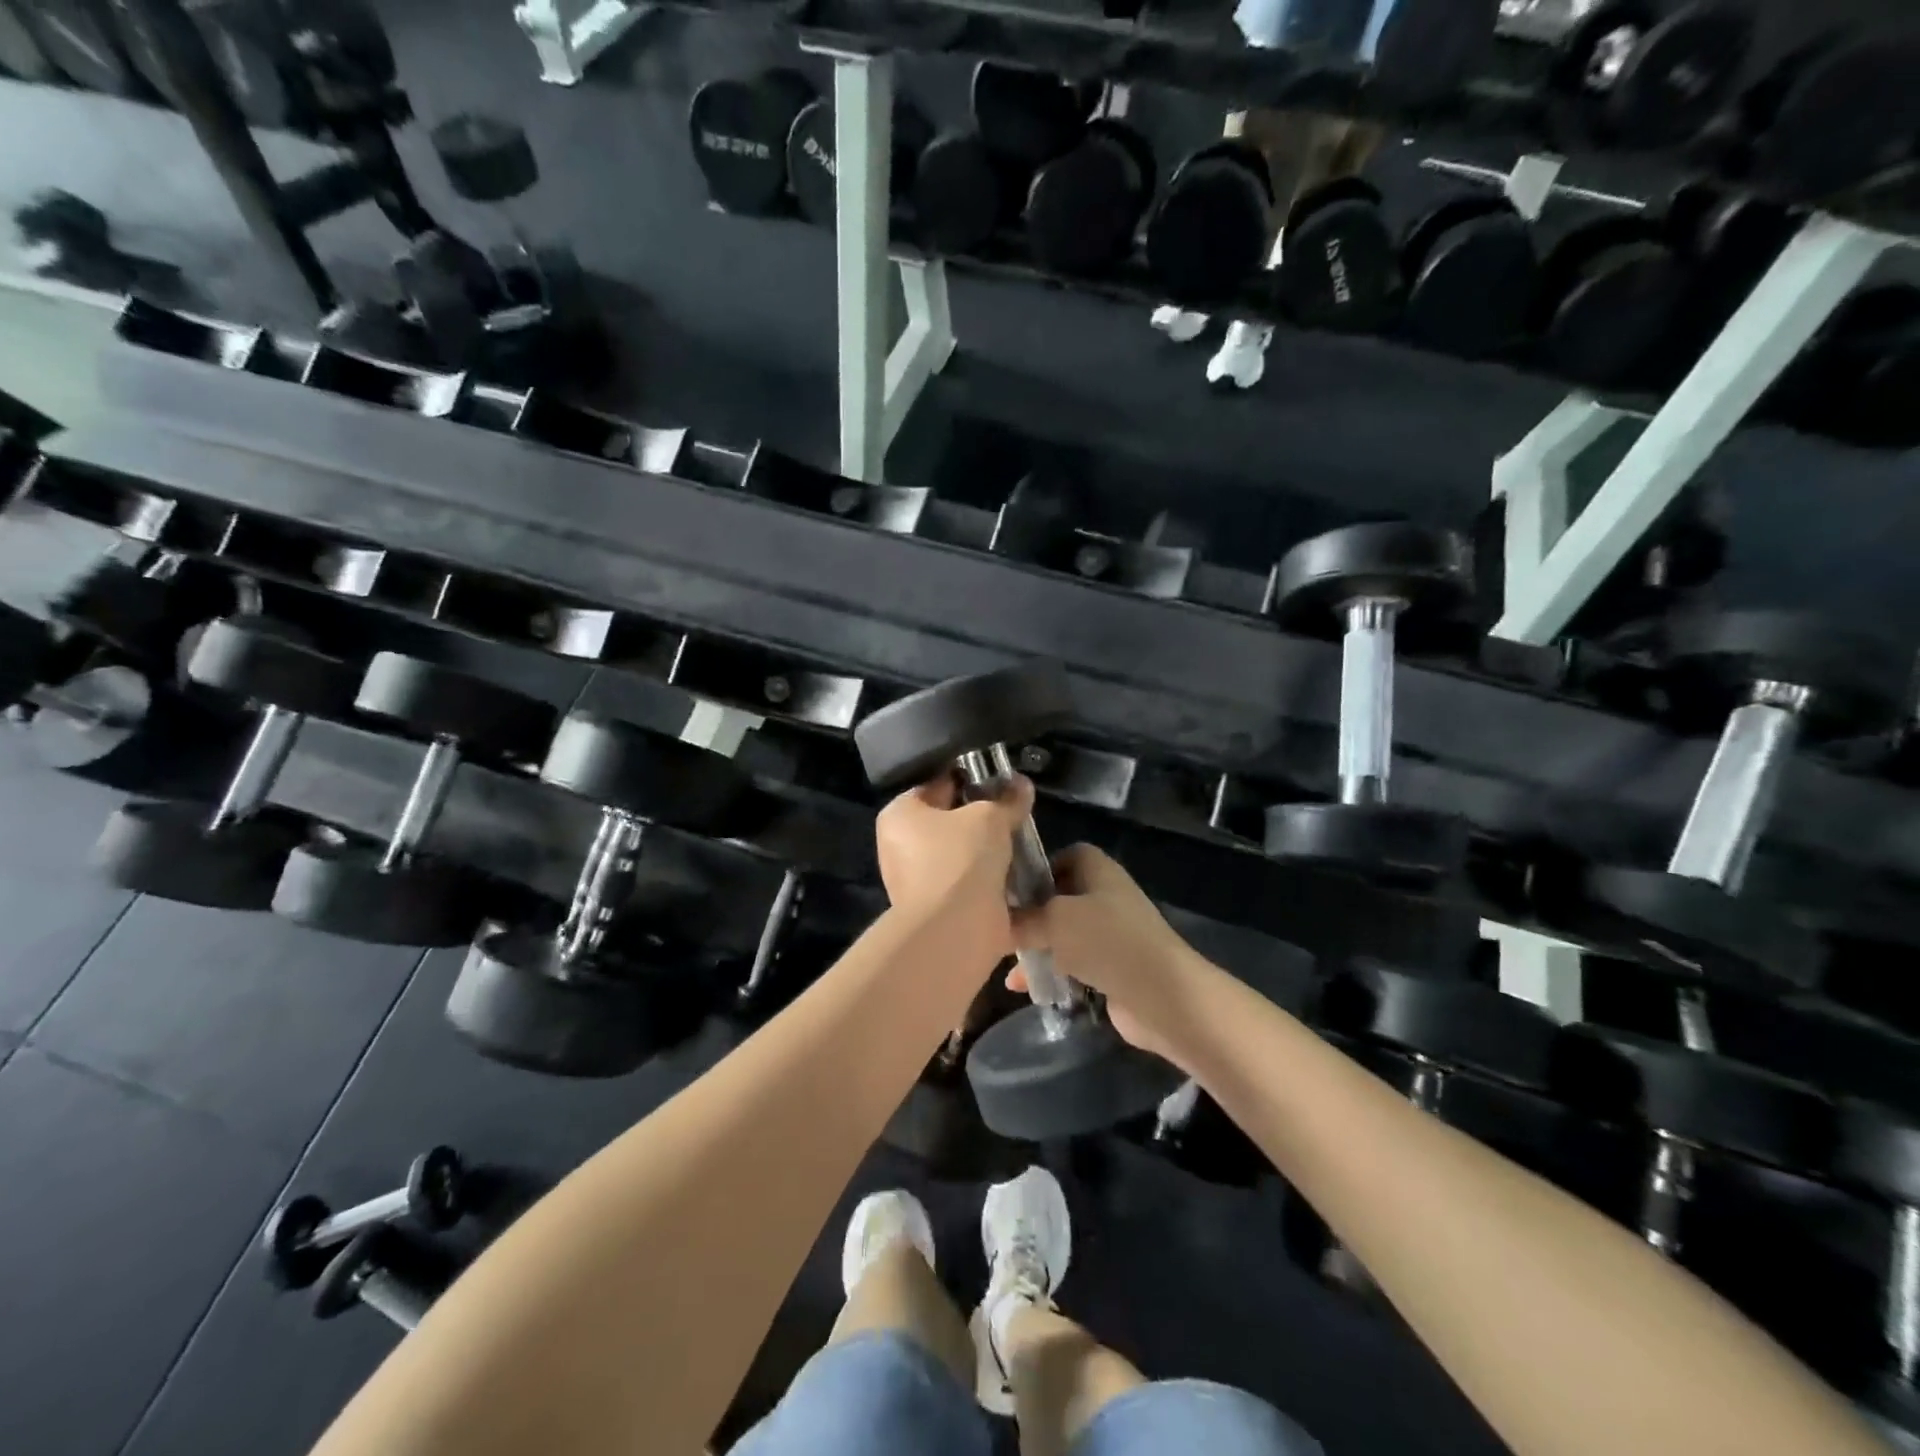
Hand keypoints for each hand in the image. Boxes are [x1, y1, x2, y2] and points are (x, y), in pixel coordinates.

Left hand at [875, 774, 1034, 956]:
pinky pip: (971, 888)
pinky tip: (1022, 877)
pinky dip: (993, 884)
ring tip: (1024, 843)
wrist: (956, 929)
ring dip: (991, 855)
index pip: (936, 786)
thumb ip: (1007, 799)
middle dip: (983, 821)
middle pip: (950, 824)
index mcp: (899, 815)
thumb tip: (1021, 784)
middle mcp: (901, 847)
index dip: (970, 780)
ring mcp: (918, 883)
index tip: (1002, 782)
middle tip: (1015, 813)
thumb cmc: (961, 858)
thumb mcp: (990, 817)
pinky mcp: (940, 912)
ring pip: (963, 858)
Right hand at [1009, 845, 1212, 1062]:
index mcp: (1098, 871)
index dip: (1038, 867)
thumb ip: (1022, 918)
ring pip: (1063, 934)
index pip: (1066, 855)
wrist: (1162, 996)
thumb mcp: (1055, 920)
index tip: (1009, 887)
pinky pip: (1073, 964)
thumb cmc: (1106, 941)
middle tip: (999, 927)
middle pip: (1060, 897)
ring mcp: (1110, 935)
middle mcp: (1105, 897)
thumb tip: (998, 922)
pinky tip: (1026, 989)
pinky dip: (1052, 973)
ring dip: (1037, 948)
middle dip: (1030, 913)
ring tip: (1007, 964)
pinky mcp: (1111, 969)